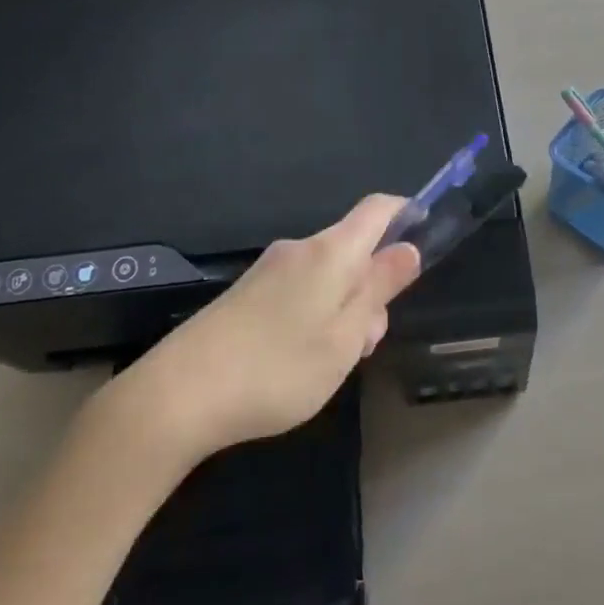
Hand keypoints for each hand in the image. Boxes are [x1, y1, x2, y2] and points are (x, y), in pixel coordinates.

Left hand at [107, 195, 422, 462]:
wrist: (177, 394)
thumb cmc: (277, 368)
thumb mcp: (344, 337)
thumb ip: (379, 289)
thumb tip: (408, 249)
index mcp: (330, 252)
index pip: (377, 209)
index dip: (406, 213)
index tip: (426, 235)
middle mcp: (299, 249)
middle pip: (353, 249)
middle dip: (373, 285)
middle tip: (368, 342)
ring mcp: (268, 270)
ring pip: (327, 276)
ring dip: (344, 308)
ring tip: (332, 362)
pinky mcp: (245, 294)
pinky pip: (299, 290)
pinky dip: (315, 315)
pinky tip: (299, 361)